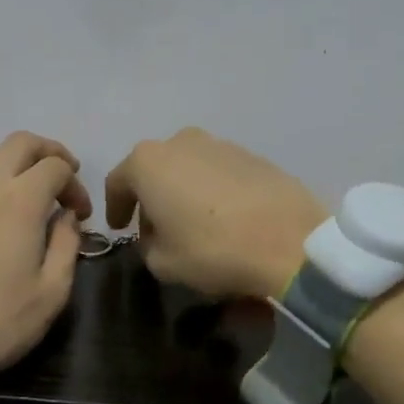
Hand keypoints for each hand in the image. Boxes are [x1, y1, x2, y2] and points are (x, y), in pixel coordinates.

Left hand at [0, 132, 90, 403]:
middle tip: (61, 177)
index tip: (81, 214)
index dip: (76, 184)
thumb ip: (66, 246)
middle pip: (20, 143)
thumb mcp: (50, 293)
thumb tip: (66, 217)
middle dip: (48, 152)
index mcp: (20, 200)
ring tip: (24, 191)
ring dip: (13, 162)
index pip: (56, 166)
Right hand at [104, 128, 325, 300]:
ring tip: (193, 221)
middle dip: (151, 197)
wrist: (289, 240)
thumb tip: (156, 235)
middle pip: (154, 169)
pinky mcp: (253, 155)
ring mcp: (219, 143)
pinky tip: (224, 216)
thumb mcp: (162, 262)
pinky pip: (219, 172)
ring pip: (188, 167)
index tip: (119, 228)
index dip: (114, 208)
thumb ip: (147, 245)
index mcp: (148, 162)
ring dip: (183, 191)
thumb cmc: (212, 249)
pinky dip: (213, 190)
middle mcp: (180, 142)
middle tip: (156, 227)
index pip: (117, 182)